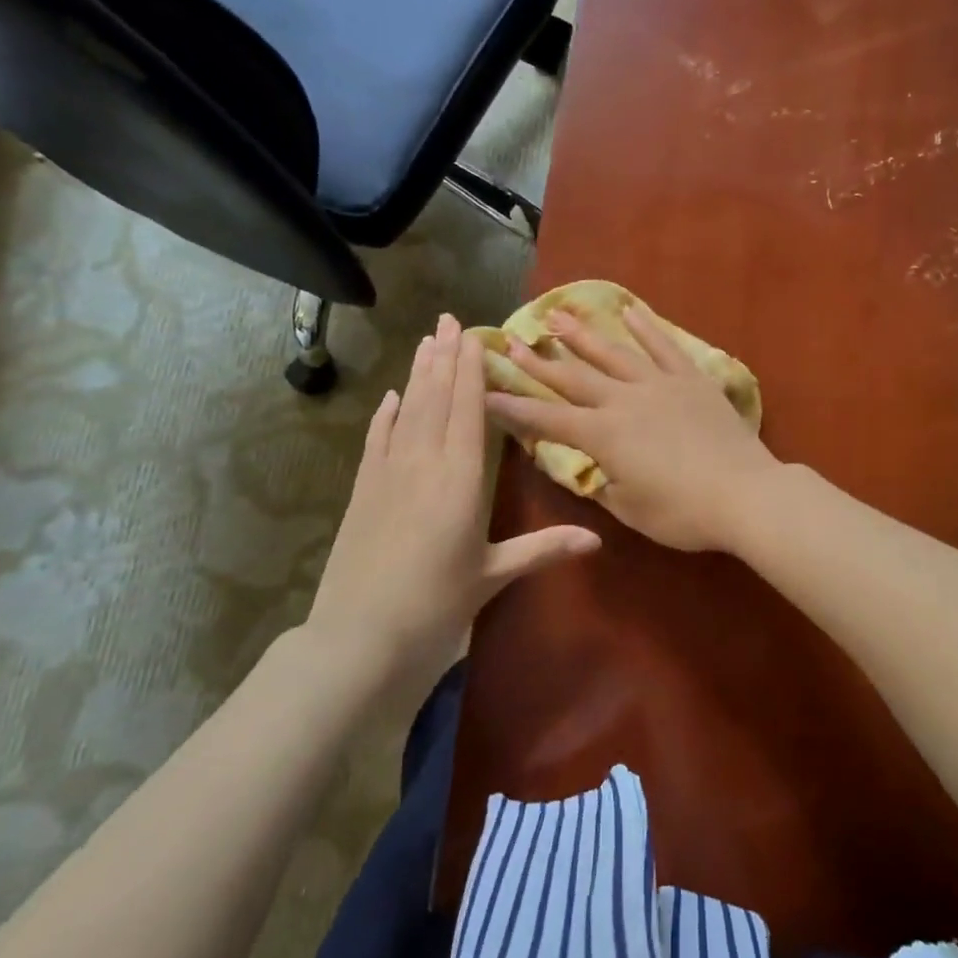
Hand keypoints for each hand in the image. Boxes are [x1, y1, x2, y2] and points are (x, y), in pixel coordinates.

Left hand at [303, 314, 599, 693]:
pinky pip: (377, 440)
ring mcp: (388, 474)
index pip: (468, 410)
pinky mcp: (364, 491)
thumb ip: (544, 549)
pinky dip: (385, 415)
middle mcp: (423, 464)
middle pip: (435, 399)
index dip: (471, 370)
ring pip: (407, 411)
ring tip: (426, 340)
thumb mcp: (493, 575)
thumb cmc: (436, 606)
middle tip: (448, 319)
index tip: (474, 335)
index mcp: (460, 479)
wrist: (359, 637)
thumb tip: (598, 539)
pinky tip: (391, 396)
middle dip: (444, 357)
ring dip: (417, 374)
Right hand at [483, 304, 782, 551]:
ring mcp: (658, 384)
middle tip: (512, 342)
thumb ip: (604, 484)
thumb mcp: (630, 509)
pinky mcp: (690, 379)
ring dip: (582, 334)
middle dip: (539, 362)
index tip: (487, 392)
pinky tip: (628, 310)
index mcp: (603, 436)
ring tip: (558, 314)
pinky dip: (645, 327)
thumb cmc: (683, 513)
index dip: (515, 408)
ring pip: (613, 353)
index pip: (547, 420)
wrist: (745, 494)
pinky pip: (664, 346)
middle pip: (573, 377)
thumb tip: (593, 467)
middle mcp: (623, 401)